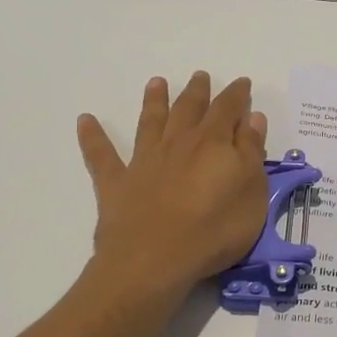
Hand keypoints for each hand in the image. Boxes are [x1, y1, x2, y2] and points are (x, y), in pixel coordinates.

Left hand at [77, 73, 268, 300]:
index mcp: (214, 143)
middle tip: (200, 76)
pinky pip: (101, 155)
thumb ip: (251, 152)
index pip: (228, 109)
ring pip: (151, 122)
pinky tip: (84, 120)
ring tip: (156, 82)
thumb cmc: (214, 229)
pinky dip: (92, 137)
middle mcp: (178, 143)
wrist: (154, 260)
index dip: (237, 94)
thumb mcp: (251, 192)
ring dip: (154, 101)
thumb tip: (252, 118)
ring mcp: (145, 160)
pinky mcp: (117, 183)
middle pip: (189, 109)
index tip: (242, 82)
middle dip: (197, 92)